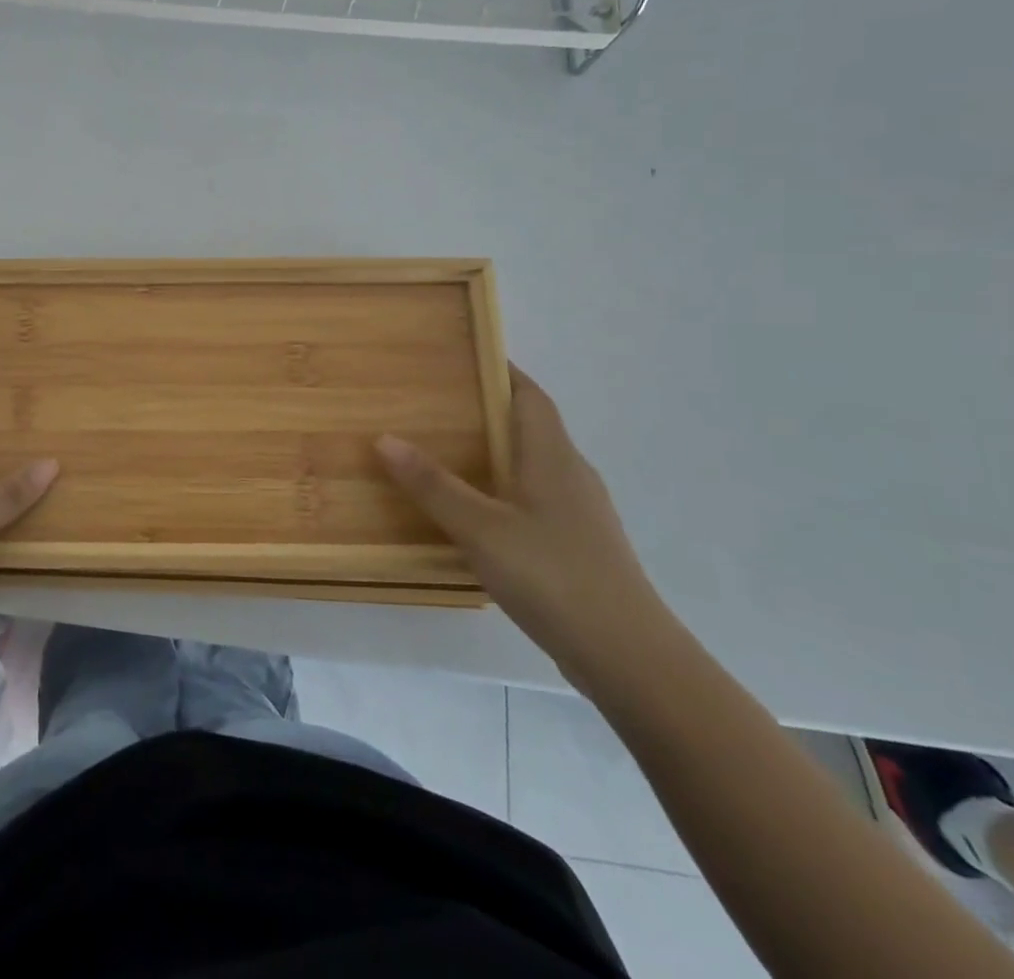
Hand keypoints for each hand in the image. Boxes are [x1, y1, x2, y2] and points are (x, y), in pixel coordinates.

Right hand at [377, 366, 666, 689]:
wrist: (629, 657)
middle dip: (485, 409)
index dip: (500, 371)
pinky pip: (534, 498)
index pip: (529, 394)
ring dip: (494, 451)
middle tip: (433, 404)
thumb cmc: (553, 576)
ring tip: (444, 453)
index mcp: (551, 456)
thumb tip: (384, 438)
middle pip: (529, 425)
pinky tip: (475, 513)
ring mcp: (579, 512)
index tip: (460, 356)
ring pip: (532, 464)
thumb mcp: (481, 528)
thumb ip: (433, 485)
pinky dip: (502, 489)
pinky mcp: (578, 544)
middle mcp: (570, 474)